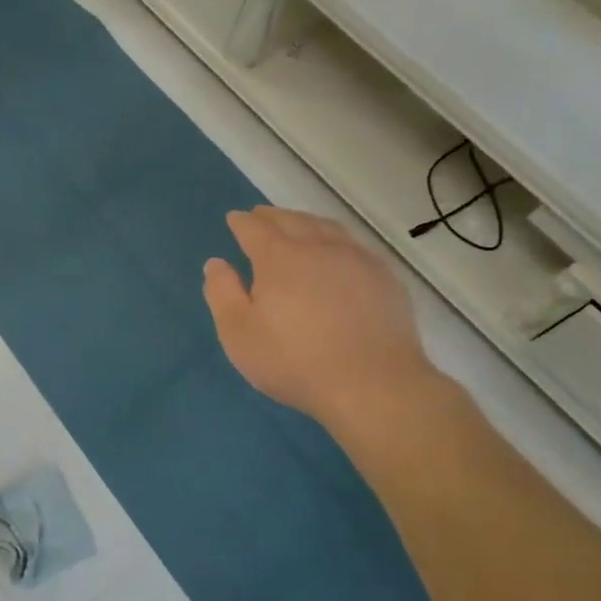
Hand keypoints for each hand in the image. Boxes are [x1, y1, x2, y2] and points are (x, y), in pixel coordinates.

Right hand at [203, 207, 440, 435]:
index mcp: (279, 258)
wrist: (374, 385)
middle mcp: (318, 247)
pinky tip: (338, 251)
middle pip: (292, 220)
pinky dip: (336, 239)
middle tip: (261, 216)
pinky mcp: (385, 278)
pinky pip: (354, 244)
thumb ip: (222, 294)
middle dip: (272, 216)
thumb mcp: (239, 334)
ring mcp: (356, 259)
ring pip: (326, 227)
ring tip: (297, 224)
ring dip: (306, 221)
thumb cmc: (296, 361)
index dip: (242, 222)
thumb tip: (216, 263)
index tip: (234, 219)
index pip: (255, 228)